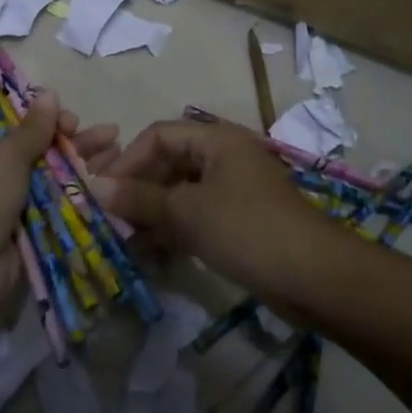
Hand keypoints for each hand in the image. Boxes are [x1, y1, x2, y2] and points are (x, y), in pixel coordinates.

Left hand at [0, 91, 119, 315]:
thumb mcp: (3, 157)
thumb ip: (32, 128)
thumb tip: (48, 93)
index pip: (5, 116)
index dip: (36, 111)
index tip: (65, 113)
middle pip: (33, 143)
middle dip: (68, 136)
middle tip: (101, 132)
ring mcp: (6, 200)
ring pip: (49, 173)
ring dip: (80, 159)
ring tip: (116, 145)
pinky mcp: (24, 228)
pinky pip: (54, 202)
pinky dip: (78, 190)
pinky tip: (108, 178)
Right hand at [93, 119, 324, 297]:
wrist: (316, 277)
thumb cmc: (247, 230)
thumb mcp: (187, 213)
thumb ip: (140, 199)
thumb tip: (95, 187)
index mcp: (217, 139)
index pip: (159, 135)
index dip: (127, 160)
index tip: (103, 192)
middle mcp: (226, 156)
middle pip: (170, 163)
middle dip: (139, 191)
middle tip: (112, 221)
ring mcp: (236, 189)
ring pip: (183, 193)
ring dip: (155, 215)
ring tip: (129, 244)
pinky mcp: (243, 220)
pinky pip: (199, 216)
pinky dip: (177, 231)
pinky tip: (157, 256)